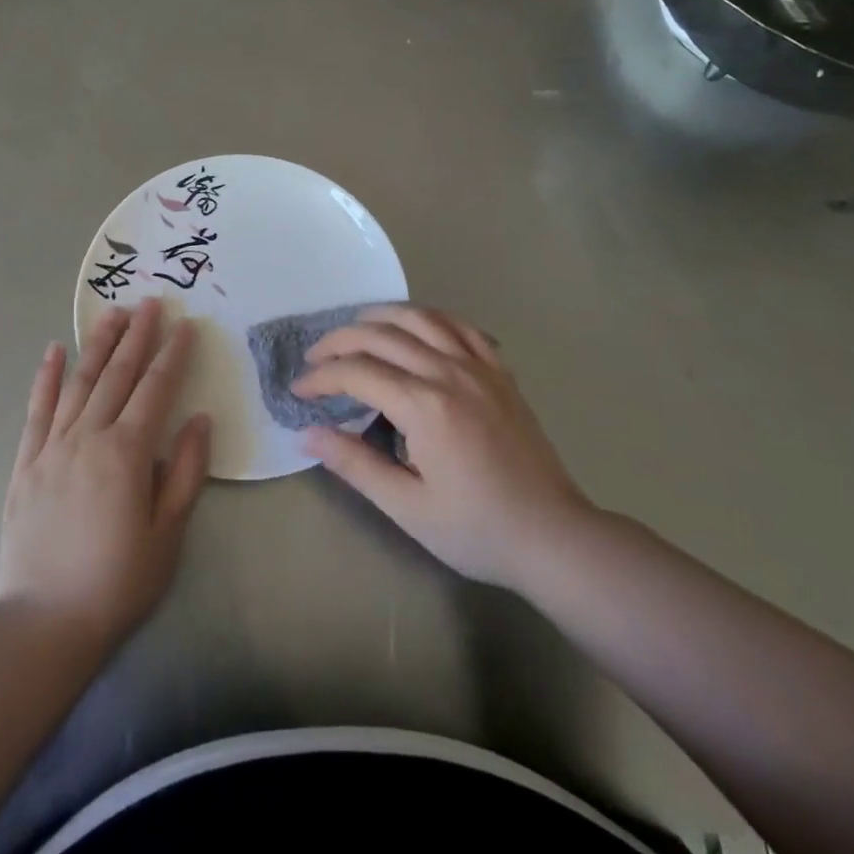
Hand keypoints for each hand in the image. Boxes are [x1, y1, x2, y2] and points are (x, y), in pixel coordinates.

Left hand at [0, 299, 211, 652]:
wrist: (44, 622)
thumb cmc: (117, 582)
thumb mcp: (167, 534)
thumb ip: (185, 472)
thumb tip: (199, 419)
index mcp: (127, 453)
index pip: (155, 389)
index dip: (172, 355)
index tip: (185, 325)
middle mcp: (88, 437)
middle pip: (117, 375)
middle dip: (137, 335)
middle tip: (150, 302)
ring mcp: (52, 447)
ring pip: (79, 382)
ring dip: (98, 344)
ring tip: (113, 313)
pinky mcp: (26, 463)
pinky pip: (37, 410)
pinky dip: (46, 377)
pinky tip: (54, 351)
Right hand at [296, 304, 593, 592]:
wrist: (553, 536)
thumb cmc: (477, 529)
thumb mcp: (407, 507)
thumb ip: (355, 464)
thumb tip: (308, 434)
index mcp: (424, 406)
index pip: (357, 372)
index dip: (321, 377)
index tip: (299, 391)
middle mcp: (449, 372)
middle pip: (382, 335)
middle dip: (339, 341)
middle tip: (315, 358)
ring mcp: (479, 367)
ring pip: (420, 318)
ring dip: (380, 316)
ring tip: (355, 329)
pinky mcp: (500, 372)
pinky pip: (461, 326)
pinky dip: (430, 318)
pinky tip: (416, 328)